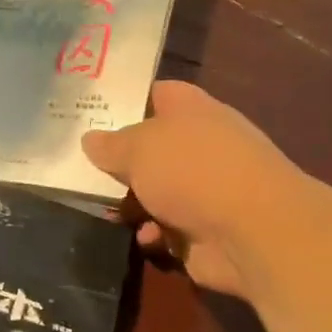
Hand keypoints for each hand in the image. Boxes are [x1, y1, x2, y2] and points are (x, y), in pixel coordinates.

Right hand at [82, 81, 306, 299]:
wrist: (253, 231)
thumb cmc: (193, 171)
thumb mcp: (139, 148)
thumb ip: (110, 144)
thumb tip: (90, 139)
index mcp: (191, 110)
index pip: (156, 93)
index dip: (126, 100)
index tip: (90, 111)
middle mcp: (201, 144)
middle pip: (151, 147)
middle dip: (119, 159)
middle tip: (78, 165)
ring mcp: (206, 188)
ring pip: (155, 190)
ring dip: (132, 202)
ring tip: (104, 208)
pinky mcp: (206, 228)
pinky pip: (167, 228)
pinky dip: (153, 233)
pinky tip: (145, 237)